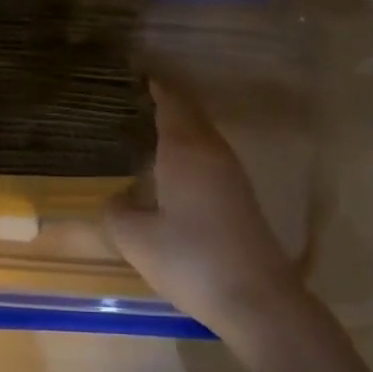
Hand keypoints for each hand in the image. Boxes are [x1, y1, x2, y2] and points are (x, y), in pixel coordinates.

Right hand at [106, 79, 306, 332]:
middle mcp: (212, 152)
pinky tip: (168, 170)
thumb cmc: (190, 259)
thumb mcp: (135, 238)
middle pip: (188, 114)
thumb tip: (118, 198)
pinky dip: (186, 150)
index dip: (152, 85)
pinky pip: (208, 156)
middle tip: (128, 101)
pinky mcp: (239, 196)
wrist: (256, 297)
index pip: (170, 101)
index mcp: (185, 149)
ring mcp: (231, 173)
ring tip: (142, 129)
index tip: (130, 74)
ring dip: (176, 127)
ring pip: (200, 135)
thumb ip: (116, 211)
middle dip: (162, 103)